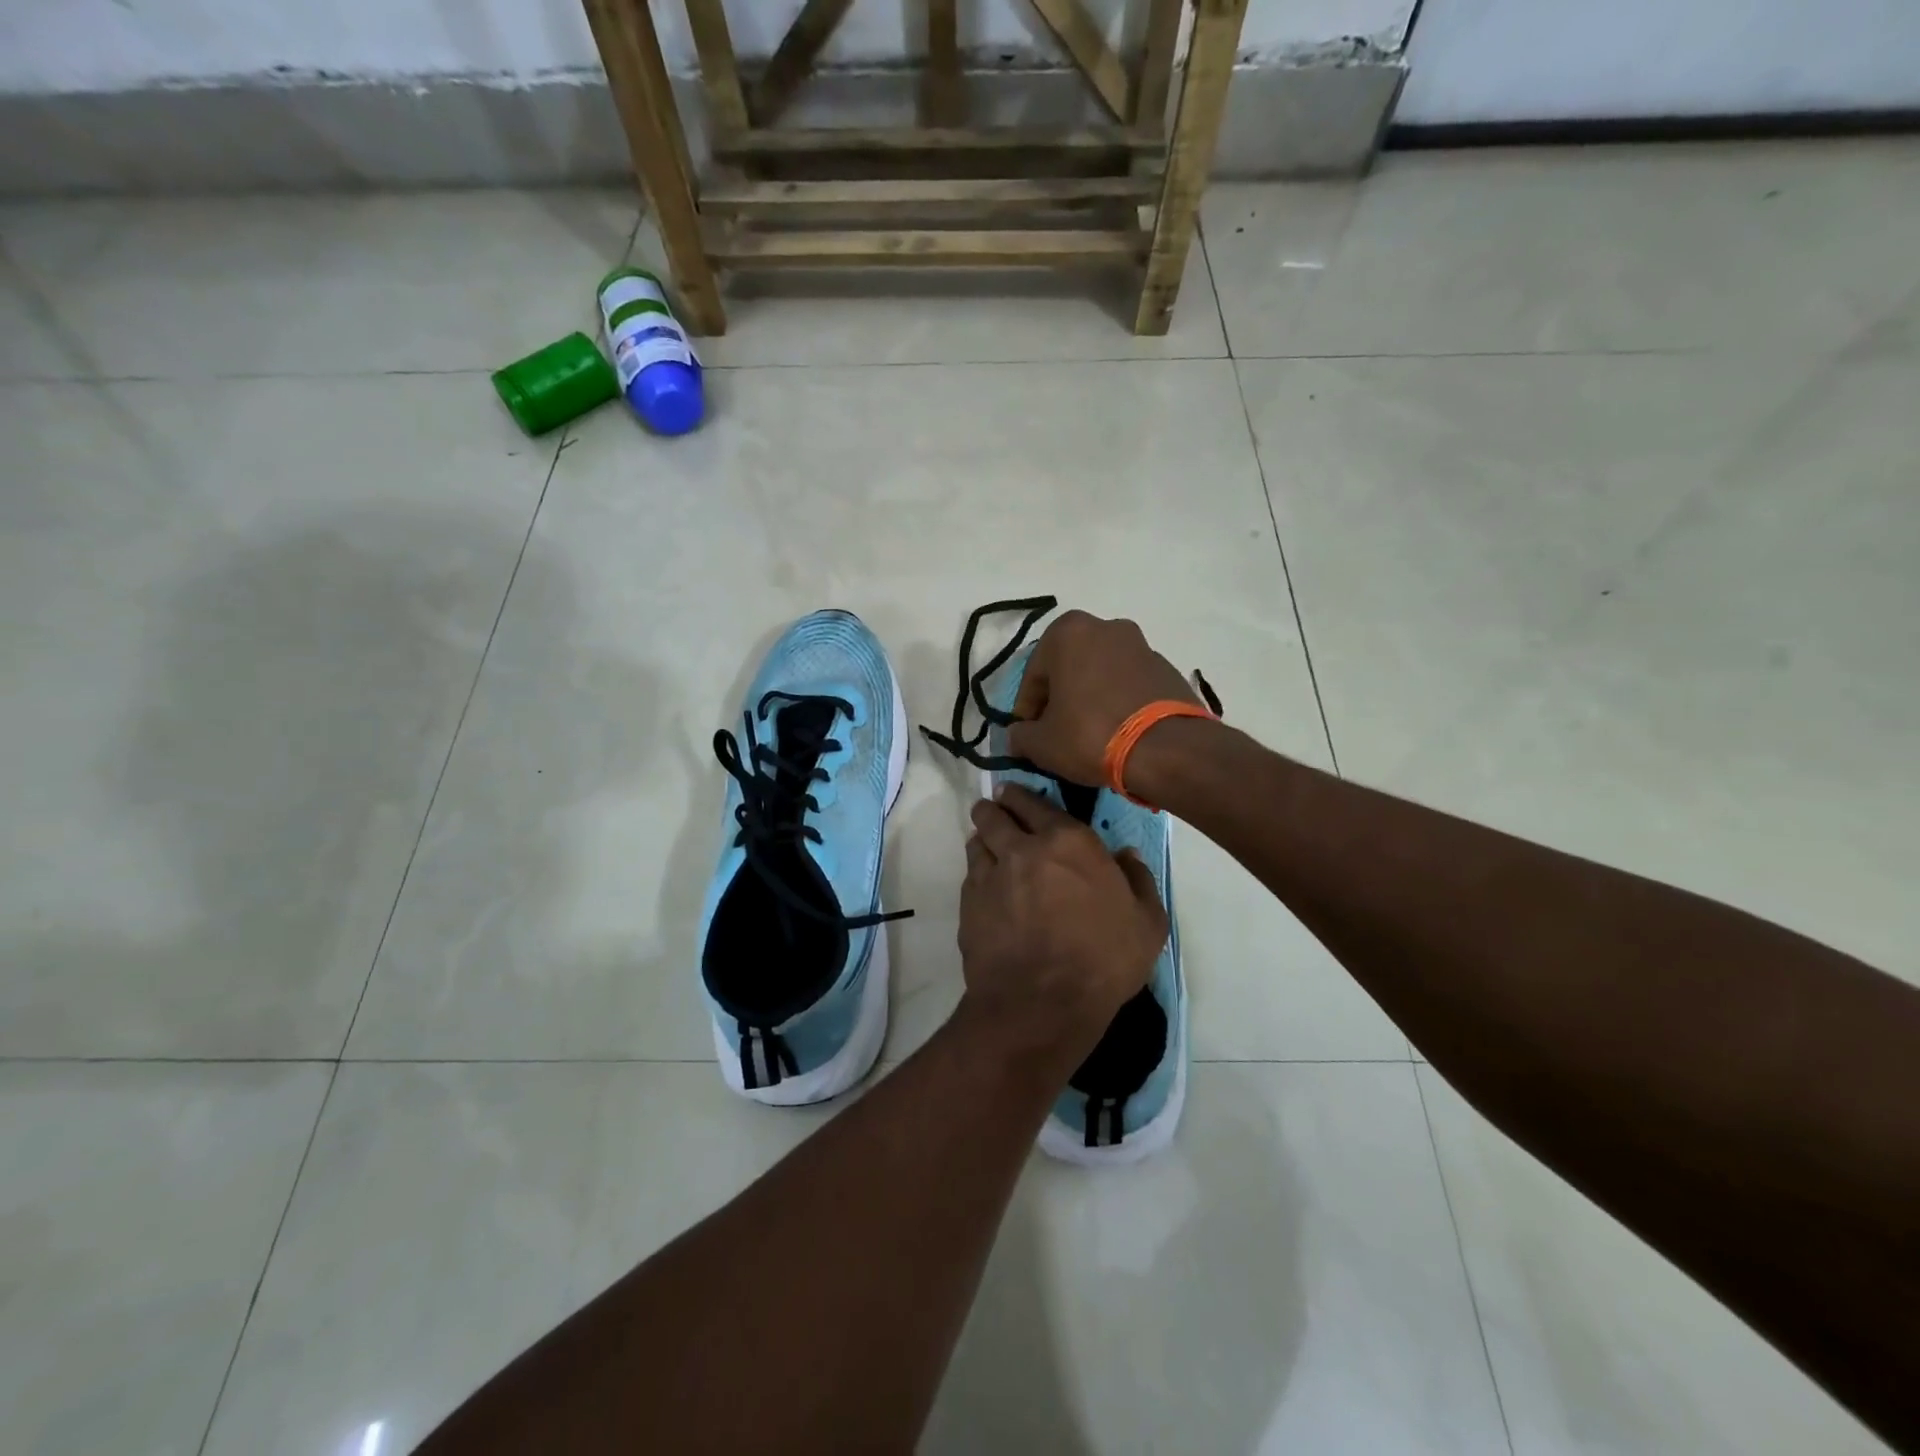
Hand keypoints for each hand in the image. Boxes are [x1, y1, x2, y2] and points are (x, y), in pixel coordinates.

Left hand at [958, 785, 1168, 1071]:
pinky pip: (970, 875)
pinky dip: (977, 872)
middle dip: (994, 808)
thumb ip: (1138, 879)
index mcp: (1069, 842)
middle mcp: (1023, 848)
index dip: (1023, 797)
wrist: (1043, 1004)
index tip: (1016, 795)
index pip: (1036, 803)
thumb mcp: (1147, 922)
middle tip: (996, 809)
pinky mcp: (969, 904)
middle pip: (995, 814)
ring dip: (982, 837)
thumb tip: (1126, 855)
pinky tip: (985, 884)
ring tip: (987, 842)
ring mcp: (991, 875)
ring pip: (977, 841)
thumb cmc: (1104, 960)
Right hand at [1005, 611, 1201, 790]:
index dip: (1026, 710)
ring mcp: (1141, 645)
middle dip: (1059, 699)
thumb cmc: (1091, 735)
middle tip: (1055, 733)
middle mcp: (1105, 627)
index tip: (1027, 736)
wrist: (1167, 749)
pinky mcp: (1167, 668)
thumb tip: (1017, 736)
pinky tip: (1116, 732)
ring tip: (1088, 735)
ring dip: (1089, 698)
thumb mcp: (1042, 744)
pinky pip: (1129, 685)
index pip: (1033, 676)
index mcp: (1068, 632)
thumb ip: (1020, 736)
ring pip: (1100, 674)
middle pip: (1068, 668)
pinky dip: (1117, 702)